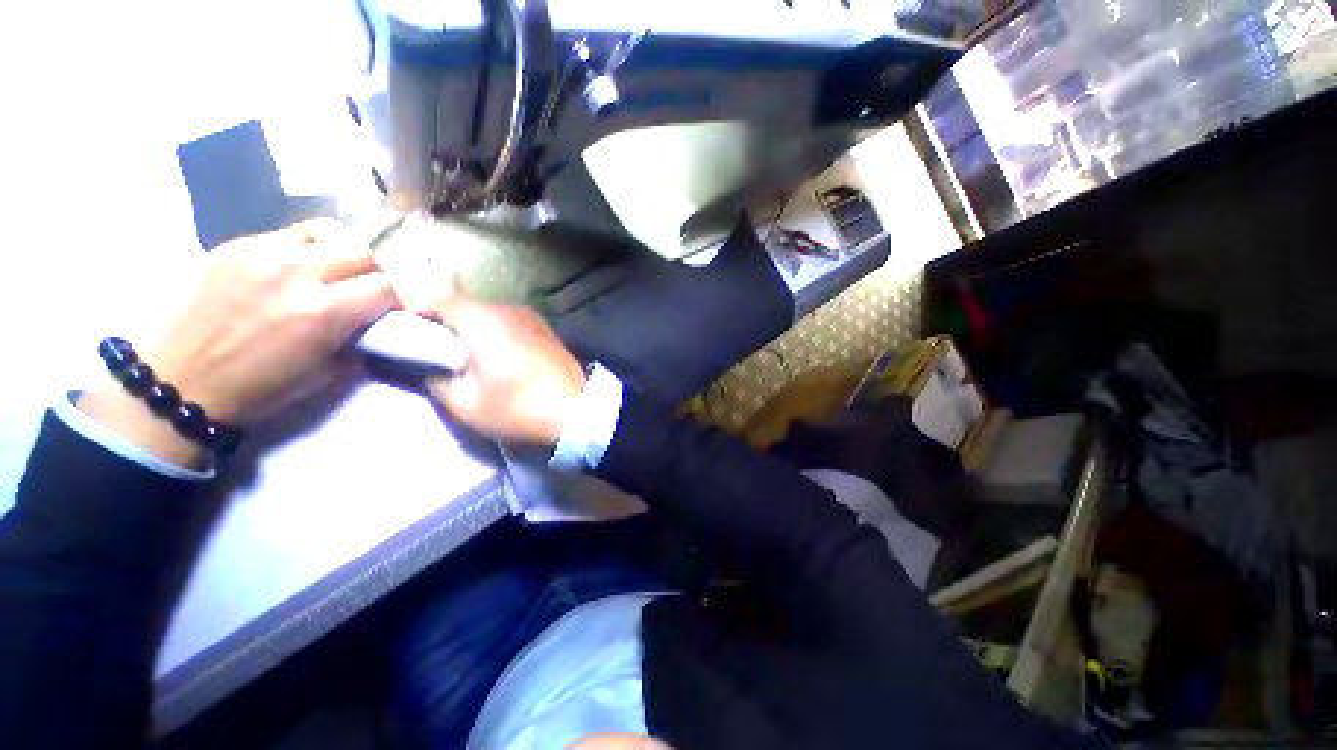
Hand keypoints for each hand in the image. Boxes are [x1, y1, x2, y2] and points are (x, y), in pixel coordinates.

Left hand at [79, 221, 397, 466]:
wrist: (177, 382)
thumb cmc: (258, 389)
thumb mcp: (326, 372)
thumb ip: (357, 338)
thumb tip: (372, 321)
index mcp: (321, 313)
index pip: (383, 287)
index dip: (391, 301)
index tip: (385, 313)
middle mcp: (295, 273)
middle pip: (361, 251)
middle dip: (372, 273)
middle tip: (362, 291)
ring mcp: (260, 253)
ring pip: (326, 232)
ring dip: (339, 253)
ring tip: (329, 273)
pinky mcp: (233, 246)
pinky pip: (287, 235)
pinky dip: (303, 250)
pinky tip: (291, 271)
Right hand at [422, 295, 585, 445]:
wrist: (578, 411)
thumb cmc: (519, 408)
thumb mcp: (465, 403)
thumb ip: (436, 379)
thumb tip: (429, 367)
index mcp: (483, 320)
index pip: (438, 302)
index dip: (418, 316)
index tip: (409, 339)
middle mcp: (508, 308)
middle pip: (466, 306)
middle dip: (447, 325)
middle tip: (437, 354)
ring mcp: (532, 317)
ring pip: (490, 314)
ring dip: (474, 330)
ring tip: (470, 359)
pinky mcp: (547, 329)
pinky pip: (511, 323)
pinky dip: (497, 334)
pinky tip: (500, 358)